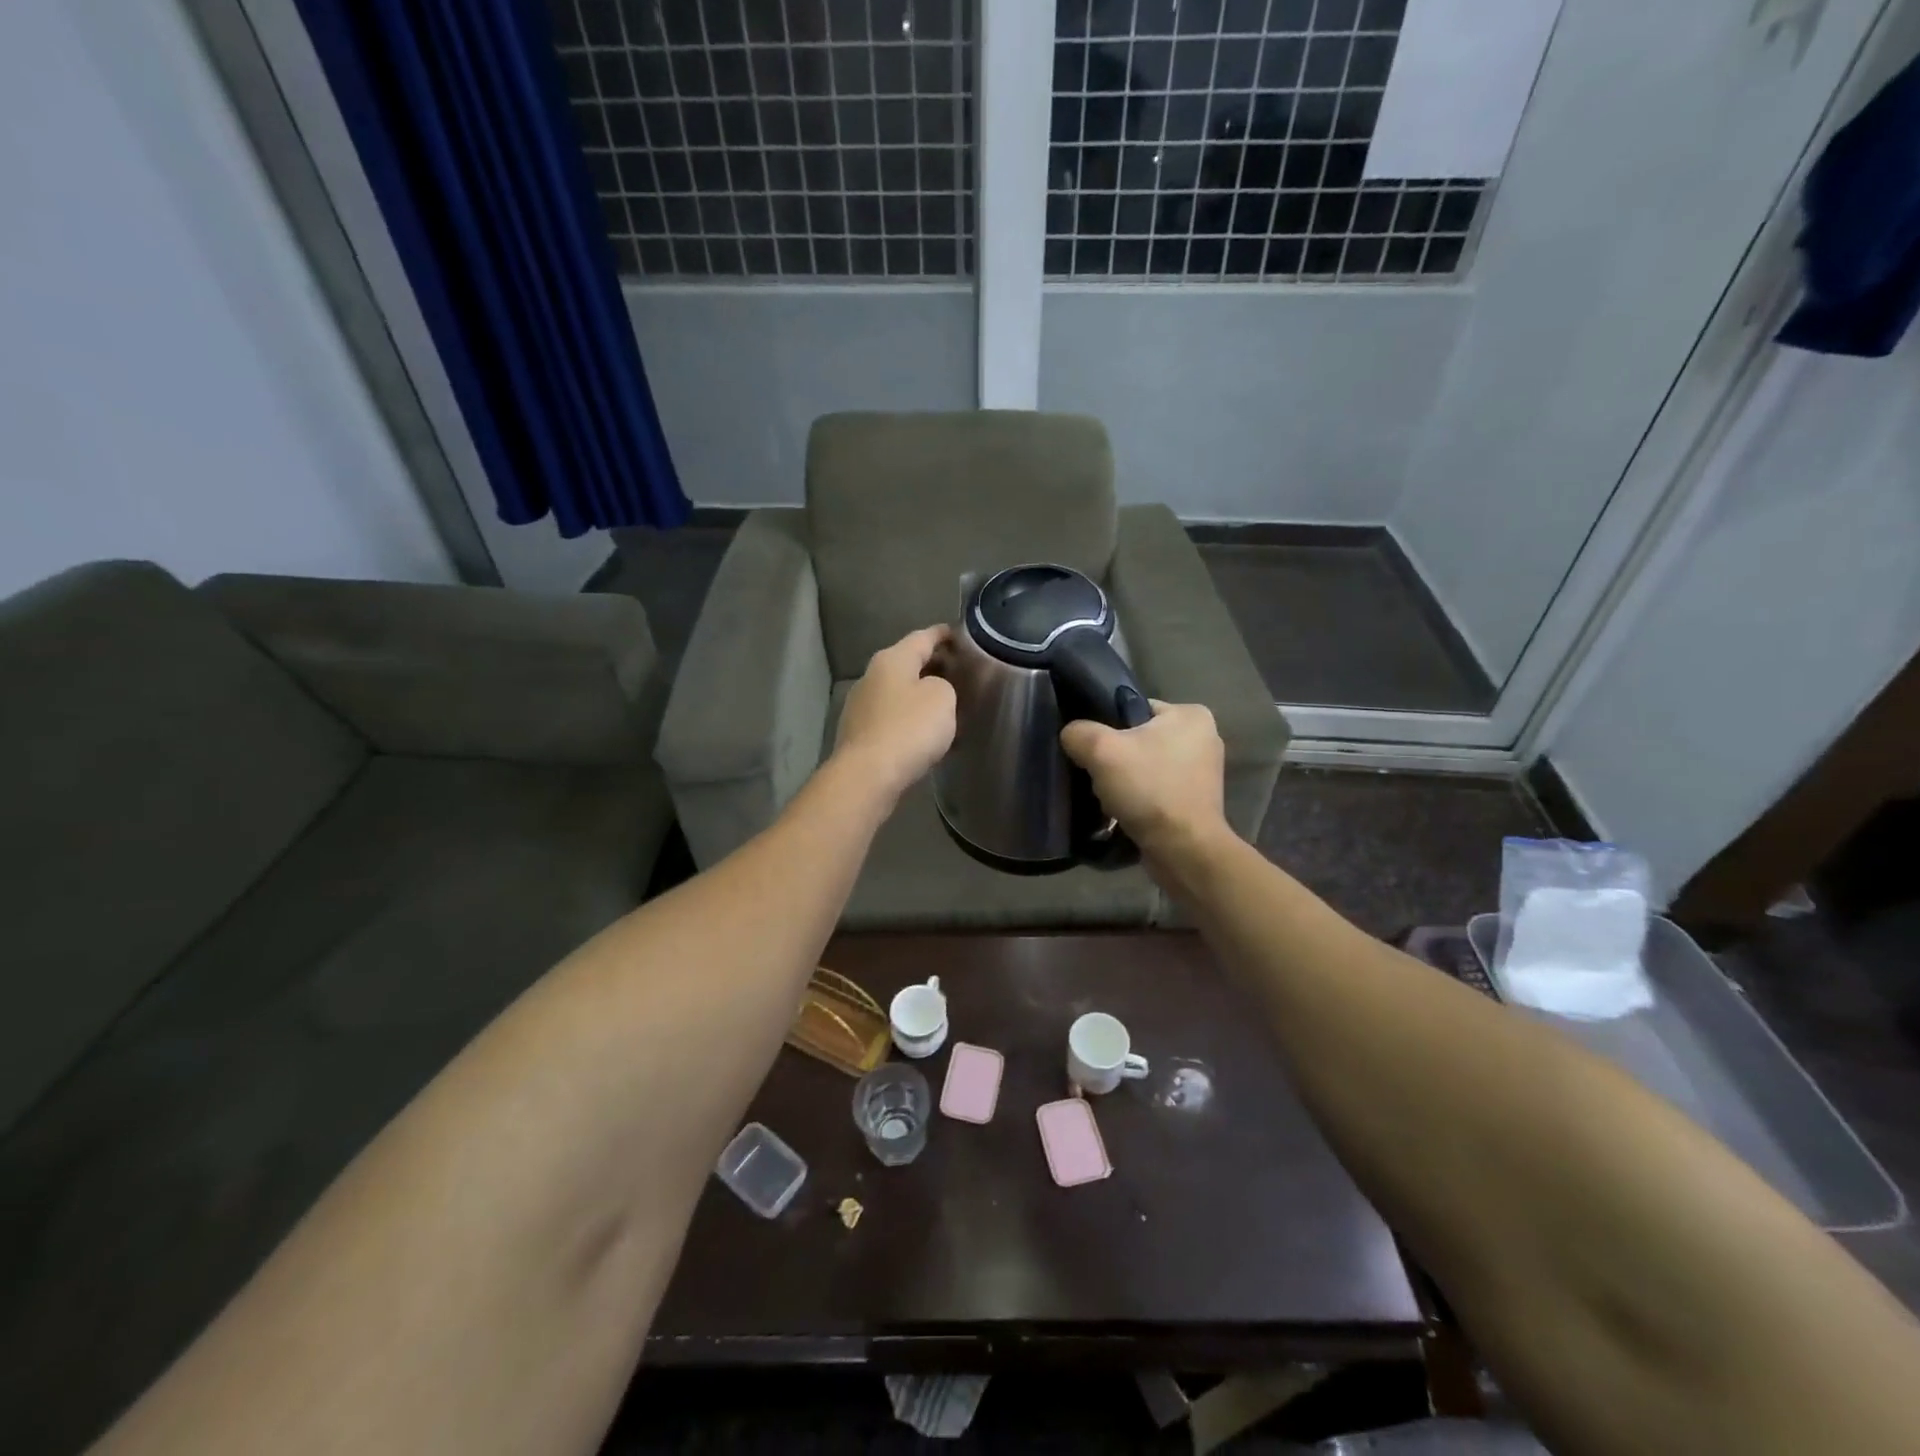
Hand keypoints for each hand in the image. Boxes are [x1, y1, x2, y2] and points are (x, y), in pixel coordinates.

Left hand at [832, 626, 957, 801]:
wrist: (867, 776)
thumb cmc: (909, 728)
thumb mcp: (942, 697)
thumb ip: (943, 685)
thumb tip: (930, 691)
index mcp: (892, 659)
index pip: (922, 637)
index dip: (943, 635)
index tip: (961, 635)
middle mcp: (871, 676)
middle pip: (907, 663)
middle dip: (934, 666)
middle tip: (960, 672)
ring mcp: (861, 706)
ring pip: (899, 692)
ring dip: (921, 695)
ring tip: (947, 704)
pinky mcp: (859, 734)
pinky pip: (892, 717)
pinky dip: (910, 719)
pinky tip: (925, 733)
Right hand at [1060, 700, 1228, 859]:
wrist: (1183, 850)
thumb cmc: (1149, 790)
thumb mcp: (1101, 750)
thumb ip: (1079, 732)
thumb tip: (1071, 735)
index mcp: (1191, 714)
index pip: (1134, 708)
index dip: (1107, 726)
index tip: (1091, 749)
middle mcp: (1204, 737)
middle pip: (1138, 738)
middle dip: (1116, 757)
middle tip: (1096, 774)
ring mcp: (1203, 772)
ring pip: (1145, 766)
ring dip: (1126, 780)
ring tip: (1108, 797)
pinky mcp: (1197, 801)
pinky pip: (1156, 789)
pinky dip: (1139, 798)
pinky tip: (1124, 811)